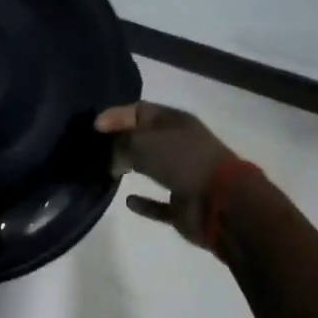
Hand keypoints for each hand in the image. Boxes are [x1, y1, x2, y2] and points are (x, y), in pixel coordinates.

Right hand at [95, 100, 246, 244]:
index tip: (94, 128)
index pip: (138, 110)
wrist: (223, 203)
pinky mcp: (184, 206)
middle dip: (121, 142)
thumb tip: (112, 160)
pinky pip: (159, 204)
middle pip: (144, 138)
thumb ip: (120, 145)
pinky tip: (128, 201)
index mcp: (174, 121)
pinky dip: (145, 203)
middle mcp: (179, 145)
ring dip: (132, 168)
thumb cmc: (183, 160)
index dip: (115, 116)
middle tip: (96, 150)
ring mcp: (183, 176)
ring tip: (107, 171)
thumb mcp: (143, 142)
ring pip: (151, 168)